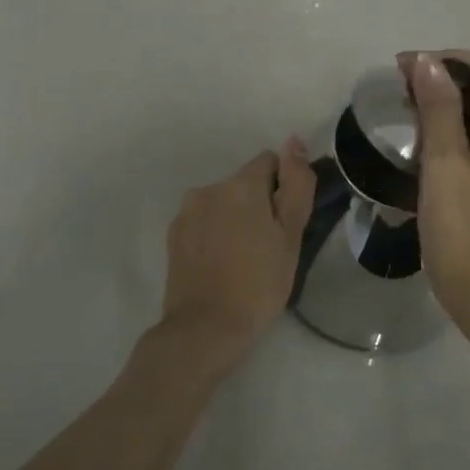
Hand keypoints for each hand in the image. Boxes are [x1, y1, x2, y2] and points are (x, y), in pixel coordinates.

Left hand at [157, 138, 316, 371]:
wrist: (205, 328)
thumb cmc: (258, 283)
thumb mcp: (291, 235)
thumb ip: (296, 184)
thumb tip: (293, 141)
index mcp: (240, 184)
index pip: (269, 162)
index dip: (283, 189)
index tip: (285, 223)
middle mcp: (208, 188)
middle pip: (244, 183)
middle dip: (258, 204)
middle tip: (269, 247)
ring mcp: (186, 212)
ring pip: (223, 203)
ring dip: (235, 218)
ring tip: (244, 259)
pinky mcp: (173, 235)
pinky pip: (203, 222)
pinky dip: (214, 234)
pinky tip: (221, 265)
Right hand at [402, 49, 469, 327]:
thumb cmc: (460, 231)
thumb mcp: (442, 165)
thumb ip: (437, 109)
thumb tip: (428, 61)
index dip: (447, 58)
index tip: (405, 66)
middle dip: (448, 81)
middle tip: (403, 90)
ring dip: (454, 106)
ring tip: (414, 114)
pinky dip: (466, 132)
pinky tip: (438, 146)